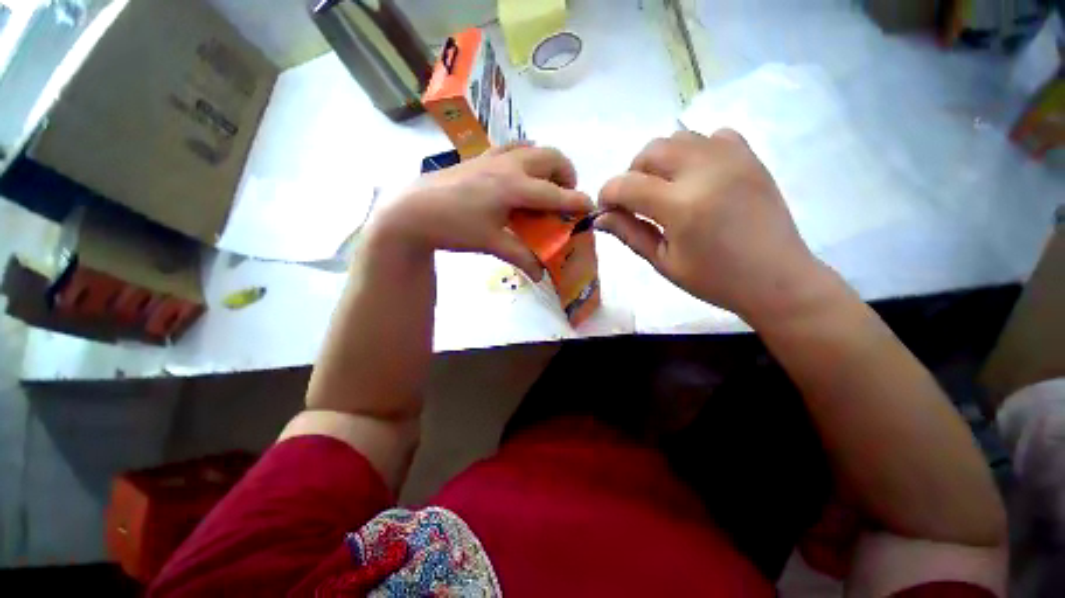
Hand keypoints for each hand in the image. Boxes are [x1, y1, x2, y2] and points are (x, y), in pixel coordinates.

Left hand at [371, 144, 592, 279]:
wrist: (414, 209)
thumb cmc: (454, 226)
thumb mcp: (491, 243)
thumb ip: (521, 257)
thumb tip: (541, 274)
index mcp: (514, 187)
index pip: (555, 192)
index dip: (576, 200)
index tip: (591, 207)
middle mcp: (509, 165)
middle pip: (551, 157)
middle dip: (566, 174)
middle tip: (564, 195)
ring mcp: (494, 156)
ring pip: (533, 147)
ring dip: (547, 163)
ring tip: (545, 184)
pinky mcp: (481, 156)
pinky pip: (513, 147)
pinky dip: (526, 157)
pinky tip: (519, 176)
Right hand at [597, 129, 826, 320]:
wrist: (777, 278)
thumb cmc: (715, 279)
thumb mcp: (664, 262)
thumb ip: (630, 233)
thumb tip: (600, 218)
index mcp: (681, 206)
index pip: (626, 185)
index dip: (607, 195)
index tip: (606, 211)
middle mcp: (705, 171)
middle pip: (650, 151)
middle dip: (631, 173)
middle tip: (635, 201)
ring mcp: (732, 159)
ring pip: (678, 138)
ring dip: (659, 161)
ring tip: (663, 188)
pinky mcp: (750, 157)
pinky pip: (712, 136)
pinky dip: (694, 151)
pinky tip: (696, 176)